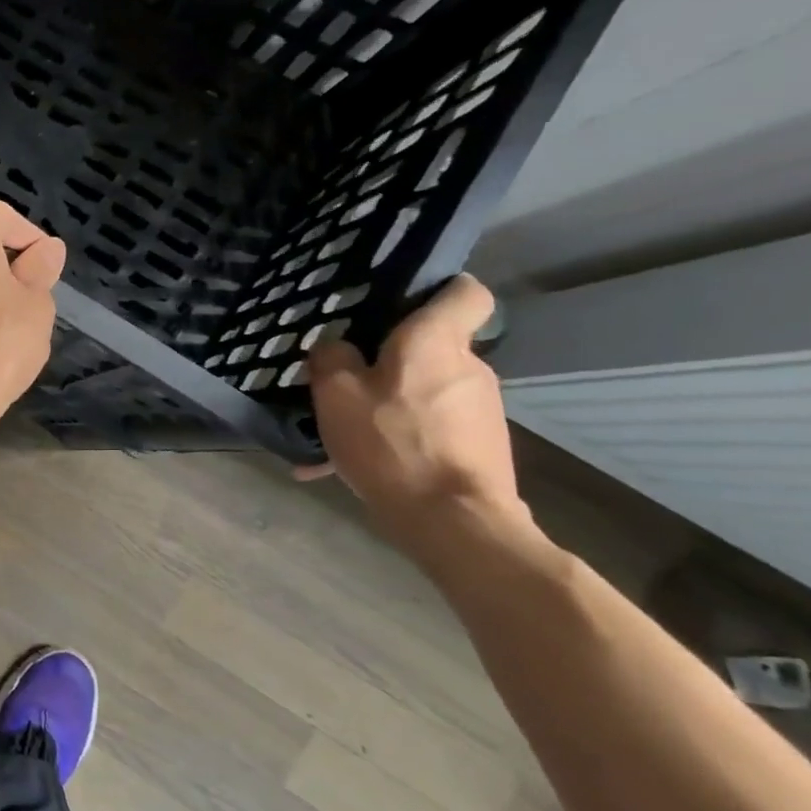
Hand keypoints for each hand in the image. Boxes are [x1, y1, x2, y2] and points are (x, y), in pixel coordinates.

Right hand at [297, 275, 525, 531]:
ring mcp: (480, 408)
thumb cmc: (391, 443)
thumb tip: (336, 346)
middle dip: (390, 360)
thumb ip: (331, 358)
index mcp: (435, 342)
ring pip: (424, 391)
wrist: (453, 521)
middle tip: (344, 380)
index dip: (437, 290)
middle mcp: (468, 366)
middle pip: (431, 347)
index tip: (399, 305)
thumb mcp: (335, 395)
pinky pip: (428, 429)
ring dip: (387, 405)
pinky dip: (396, 439)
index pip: (465, 292)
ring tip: (342, 434)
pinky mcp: (480, 444)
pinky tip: (351, 469)